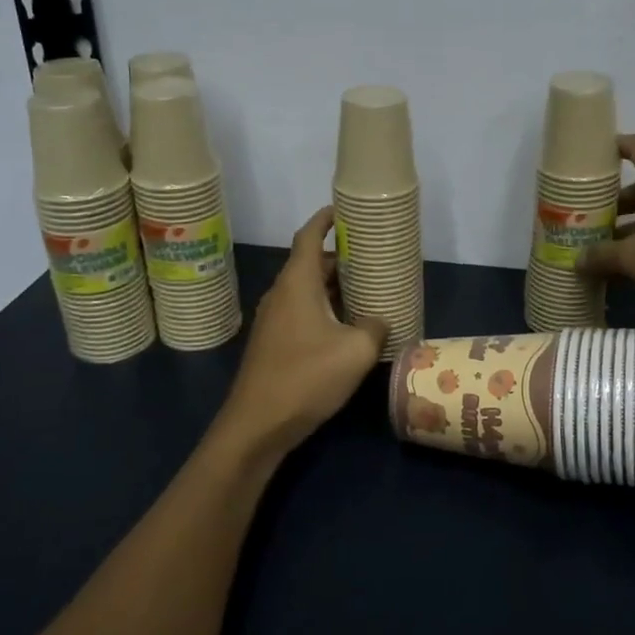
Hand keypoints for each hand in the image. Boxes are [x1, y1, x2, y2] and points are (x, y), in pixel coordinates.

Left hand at [212, 206, 387, 456]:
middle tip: (371, 257)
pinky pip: (302, 311)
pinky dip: (324, 308)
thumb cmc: (306, 377)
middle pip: (310, 263)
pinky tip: (346, 327)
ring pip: (306, 289)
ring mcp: (273, 319)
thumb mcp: (356, 351)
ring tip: (366, 289)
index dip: (326, 219)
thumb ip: (374, 327)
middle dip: (339, 257)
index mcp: (297, 283)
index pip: (309, 236)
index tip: (345, 209)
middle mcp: (281, 294)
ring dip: (333, 286)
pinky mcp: (273, 343)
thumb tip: (377, 321)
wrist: (257, 424)